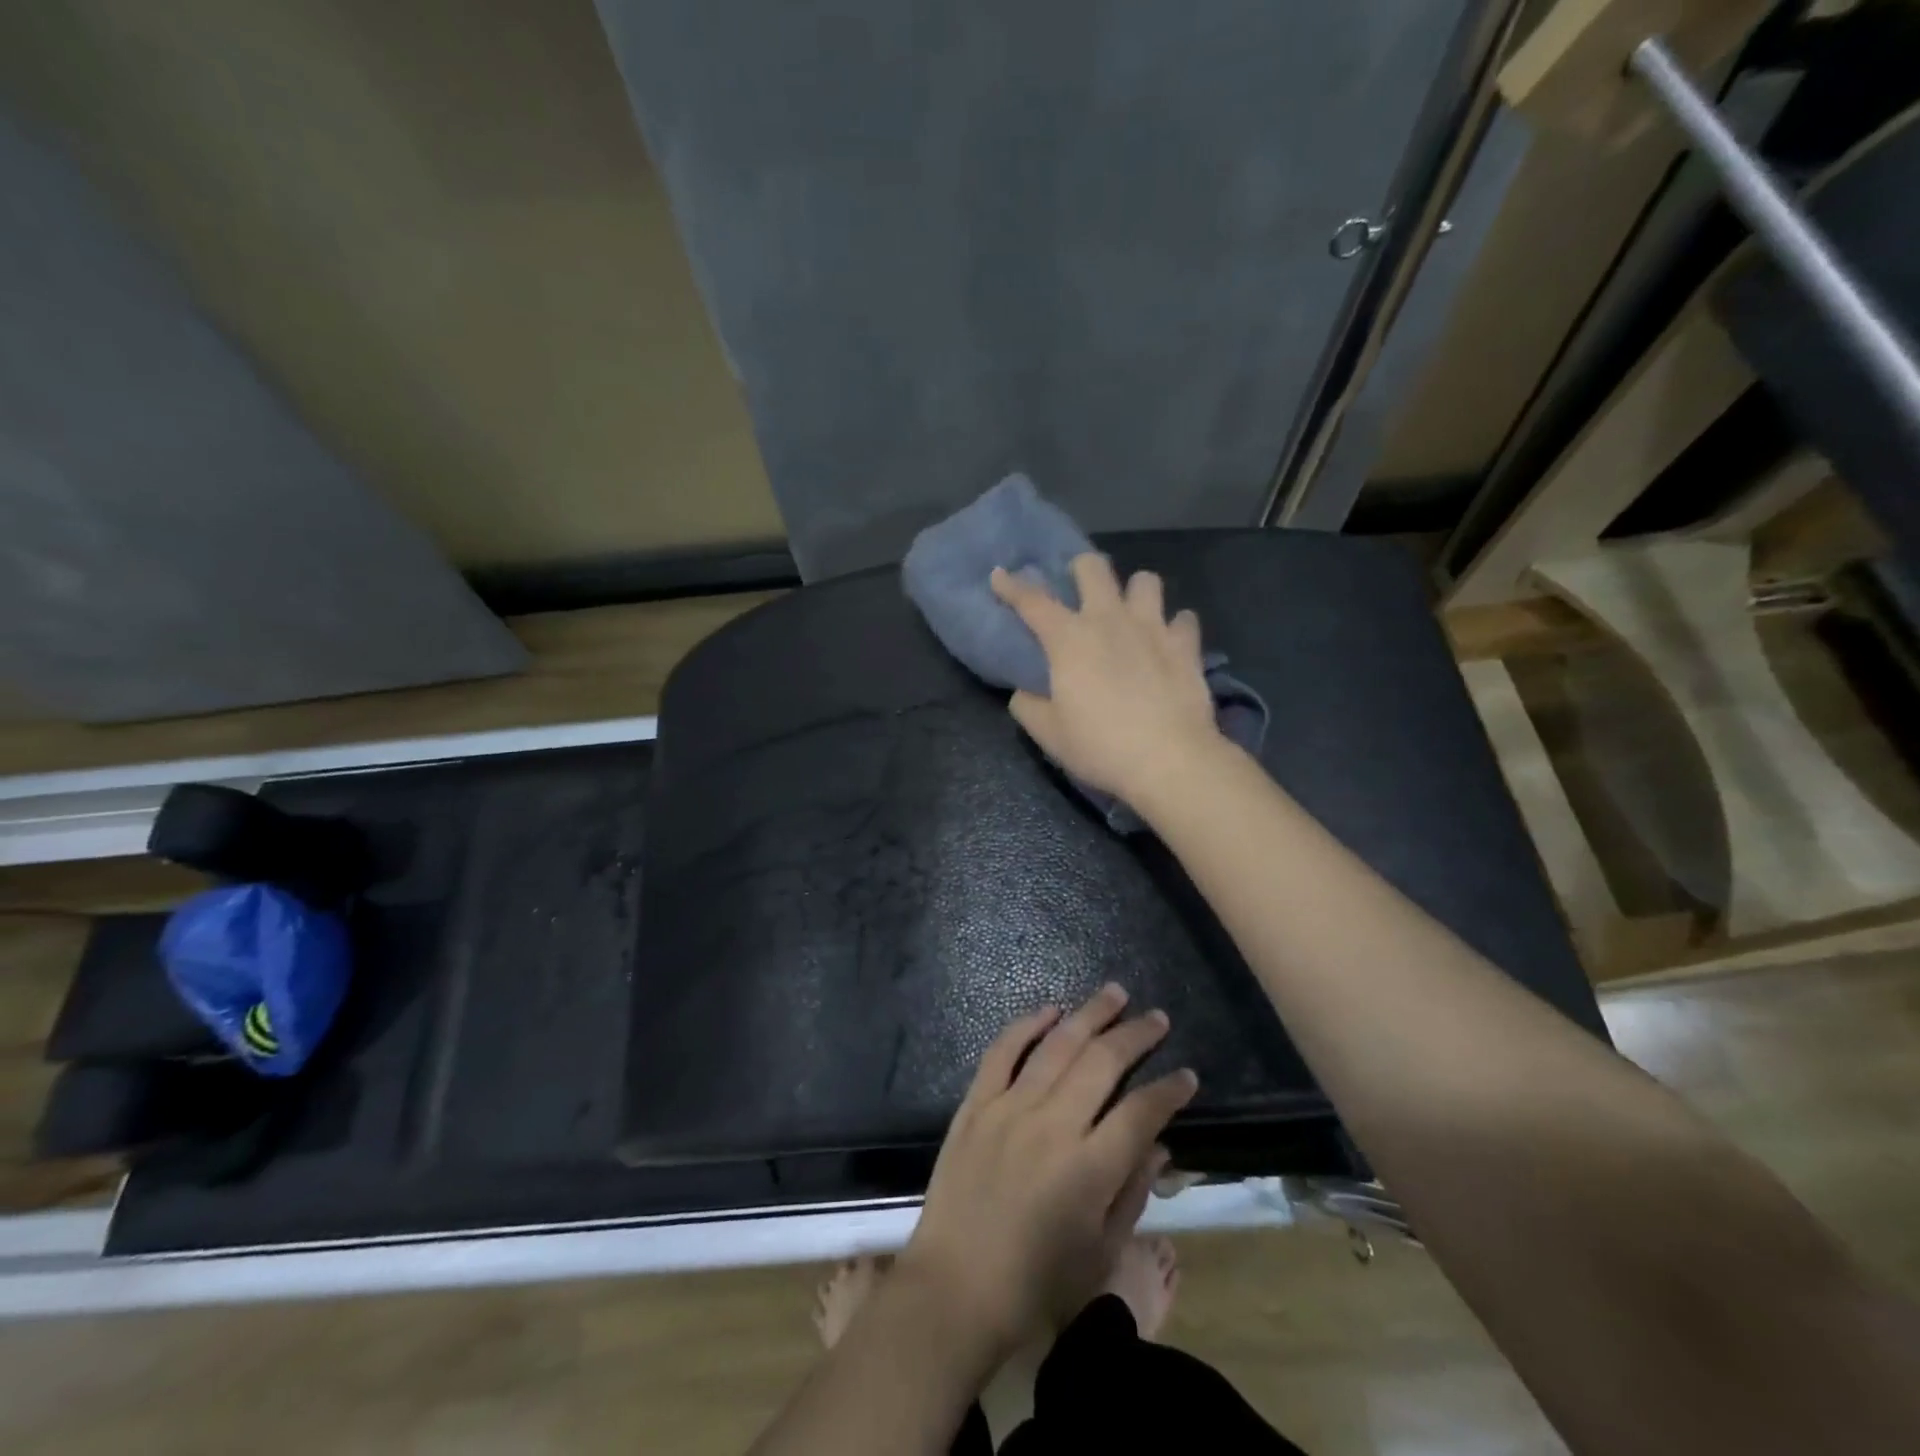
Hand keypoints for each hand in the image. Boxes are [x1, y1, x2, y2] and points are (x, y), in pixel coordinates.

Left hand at [898, 984, 1198, 1361]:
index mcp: (1090, 1168)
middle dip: (1136, 1036)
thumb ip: (1132, 1193)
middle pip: (1102, 1063)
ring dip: (1090, 1015)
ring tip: (1114, 993)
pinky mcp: (976, 1104)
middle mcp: (1053, 1125)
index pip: (1141, 1112)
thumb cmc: (1036, 1287)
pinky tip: (1050, 1010)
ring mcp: (1009, 1108)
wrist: (955, 1290)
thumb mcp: (1100, 1254)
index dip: (1169, 1090)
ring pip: (1057, 1045)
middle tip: (1156, 1017)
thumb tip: (1158, 1145)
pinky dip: (1026, 1025)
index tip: (1187, 1074)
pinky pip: (1002, 1051)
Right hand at [991, 554, 1221, 805]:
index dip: (1011, 586)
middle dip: (1081, 568)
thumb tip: (1024, 692)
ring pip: (1146, 581)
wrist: (1169, 760)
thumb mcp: (1049, 734)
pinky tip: (1169, 643)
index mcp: (1069, 639)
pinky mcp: (1187, 646)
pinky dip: (1175, 627)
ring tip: (1131, 613)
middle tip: (1079, 587)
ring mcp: (1153, 628)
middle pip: (1094, 567)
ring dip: (1134, 592)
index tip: (999, 576)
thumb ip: (1028, 706)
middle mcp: (1110, 620)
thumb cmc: (1100, 746)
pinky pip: (1184, 619)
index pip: (1032, 601)